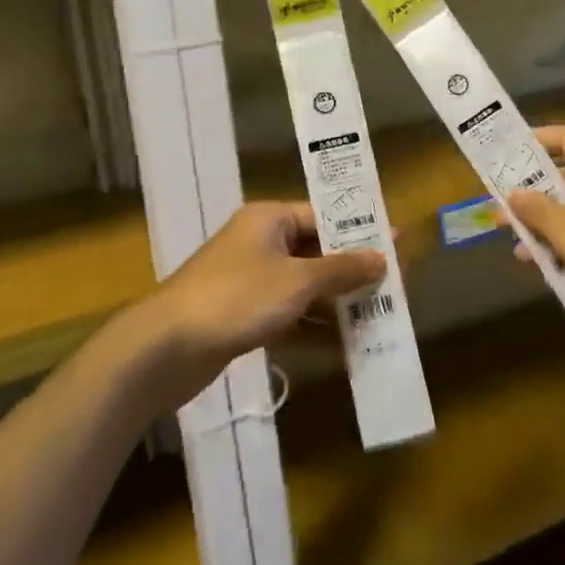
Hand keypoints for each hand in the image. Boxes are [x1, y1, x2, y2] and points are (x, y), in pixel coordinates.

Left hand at [144, 202, 384, 403]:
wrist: (167, 347)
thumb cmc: (237, 298)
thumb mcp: (297, 281)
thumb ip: (342, 269)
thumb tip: (382, 256)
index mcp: (270, 219)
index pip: (324, 216)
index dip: (361, 232)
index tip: (397, 248)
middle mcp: (261, 243)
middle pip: (317, 252)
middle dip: (353, 272)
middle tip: (394, 288)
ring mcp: (251, 280)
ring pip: (305, 286)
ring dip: (337, 303)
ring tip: (379, 319)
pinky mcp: (244, 315)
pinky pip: (290, 314)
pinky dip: (314, 326)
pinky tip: (346, 347)